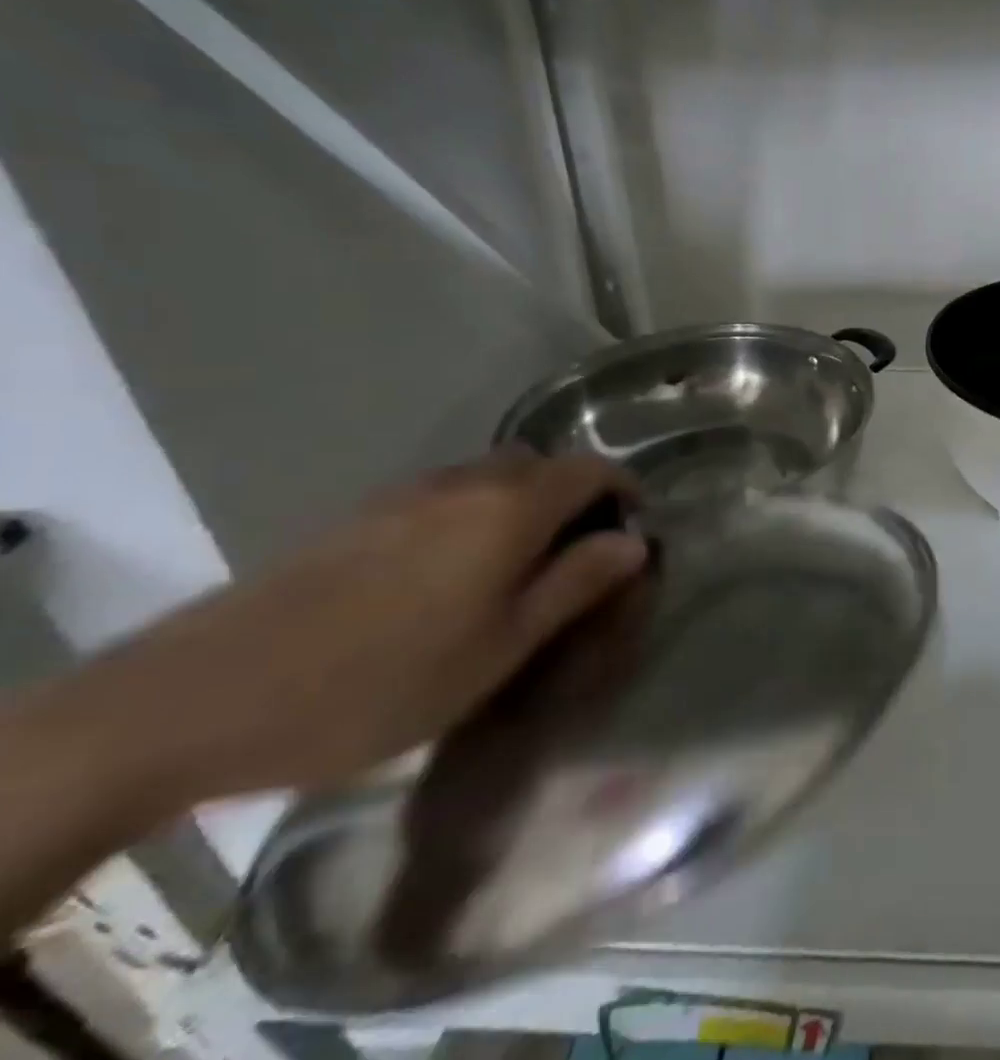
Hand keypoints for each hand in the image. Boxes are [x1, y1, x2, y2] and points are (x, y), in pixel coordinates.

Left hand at [72, 450, 649, 807]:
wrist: (202, 696)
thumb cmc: (382, 680)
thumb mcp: (501, 647)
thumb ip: (576, 585)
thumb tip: (633, 543)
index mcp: (511, 507)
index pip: (594, 470)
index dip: (626, 492)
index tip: (635, 532)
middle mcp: (467, 481)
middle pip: (544, 465)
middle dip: (576, 496)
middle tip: (577, 556)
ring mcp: (409, 492)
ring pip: (494, 476)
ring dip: (524, 504)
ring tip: (516, 569)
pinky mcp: (362, 514)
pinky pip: (447, 494)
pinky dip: (476, 514)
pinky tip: (448, 573)